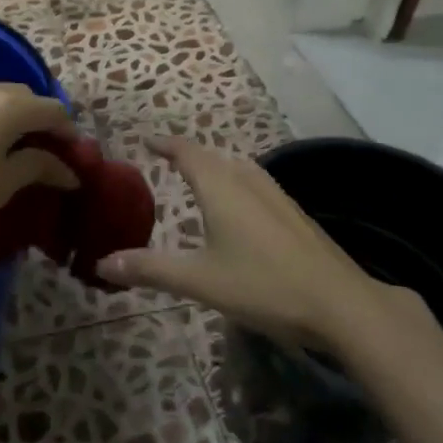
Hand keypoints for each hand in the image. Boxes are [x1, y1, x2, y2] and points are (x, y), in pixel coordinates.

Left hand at [0, 81, 78, 263]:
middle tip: (50, 157)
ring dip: (15, 120)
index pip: (52, 109)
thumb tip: (68, 170)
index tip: (75, 161)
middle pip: (25, 98)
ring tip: (18, 153)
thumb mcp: (2, 186)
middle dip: (43, 123)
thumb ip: (39, 166)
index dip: (69, 134)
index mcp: (5, 104)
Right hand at [98, 137, 401, 347]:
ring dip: (215, 165)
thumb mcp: (200, 280)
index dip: (166, 144)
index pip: (188, 152)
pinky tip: (241, 206)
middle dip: (189, 154)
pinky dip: (236, 181)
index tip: (147, 140)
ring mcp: (276, 195)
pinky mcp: (294, 213)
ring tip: (200, 176)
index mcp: (221, 187)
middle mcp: (248, 180)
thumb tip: (101, 262)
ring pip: (238, 167)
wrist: (341, 303)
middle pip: (213, 155)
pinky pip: (255, 182)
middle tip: (167, 158)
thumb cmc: (263, 285)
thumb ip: (151, 269)